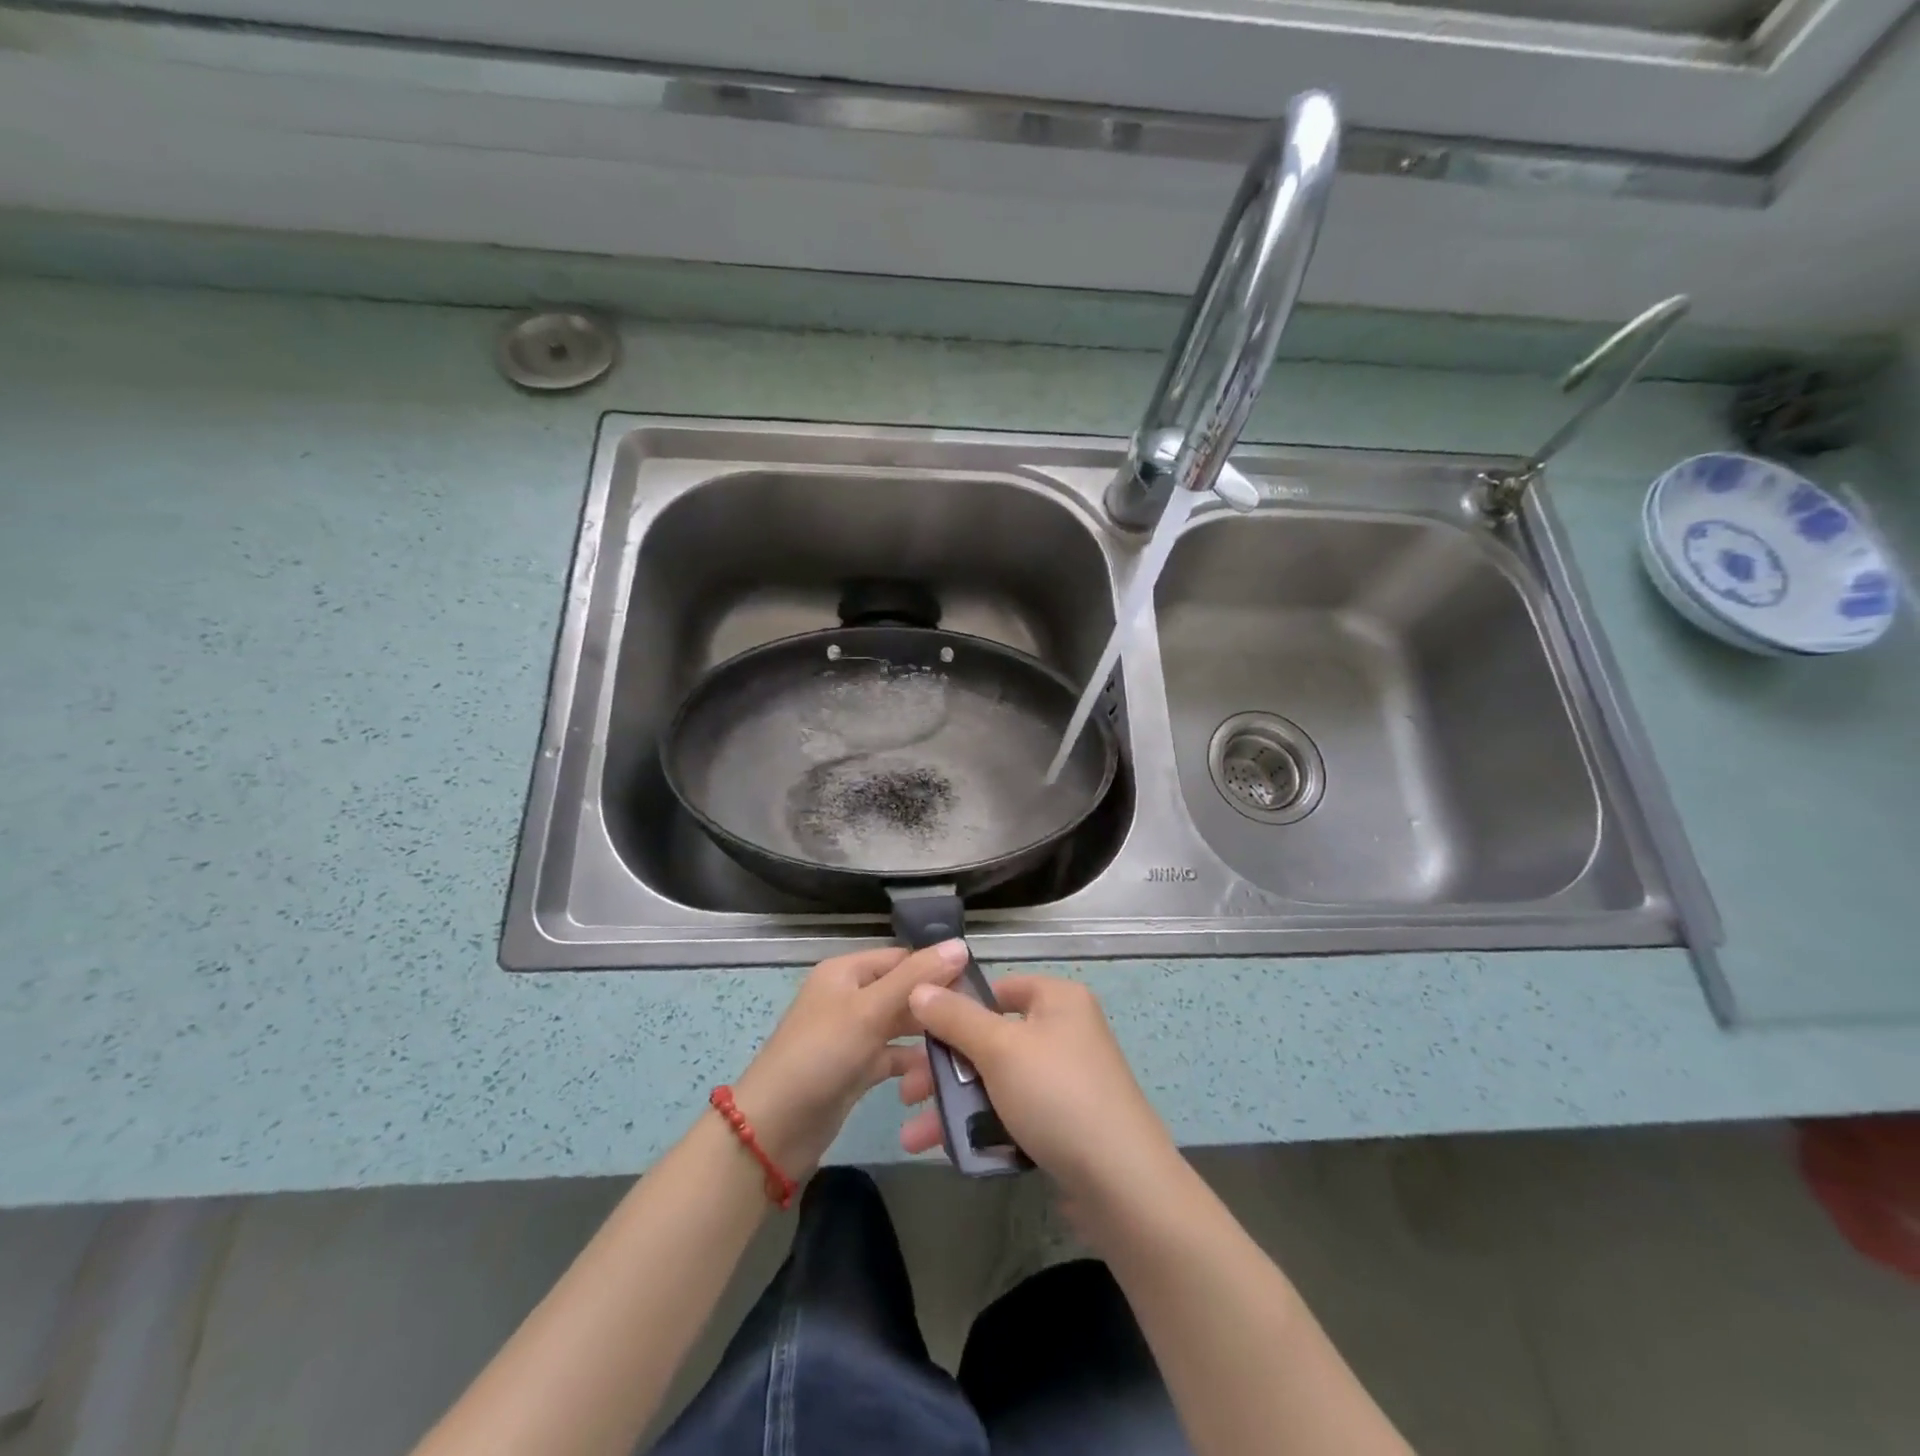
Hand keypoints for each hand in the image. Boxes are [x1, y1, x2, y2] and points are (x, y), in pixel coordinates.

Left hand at [731, 940, 969, 1176]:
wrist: (773, 1129)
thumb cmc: (821, 1055)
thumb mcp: (869, 1010)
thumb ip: (915, 978)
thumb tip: (961, 945)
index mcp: (847, 971)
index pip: (902, 958)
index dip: (937, 968)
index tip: (977, 988)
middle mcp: (850, 997)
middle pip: (903, 991)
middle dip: (935, 1004)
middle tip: (976, 1022)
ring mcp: (852, 1034)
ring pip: (900, 1025)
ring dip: (927, 1034)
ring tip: (966, 1046)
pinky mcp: (856, 1068)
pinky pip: (892, 1056)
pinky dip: (912, 1062)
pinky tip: (939, 1072)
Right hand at [897, 975, 1181, 1207]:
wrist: (1122, 1184)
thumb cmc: (1058, 1095)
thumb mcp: (999, 1048)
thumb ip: (955, 1017)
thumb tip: (920, 987)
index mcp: (1058, 1000)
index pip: (998, 988)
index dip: (957, 1005)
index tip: (917, 1030)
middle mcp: (1064, 1032)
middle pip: (991, 1038)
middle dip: (944, 1067)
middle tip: (906, 1091)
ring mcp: (1065, 1080)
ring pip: (996, 1081)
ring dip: (954, 1104)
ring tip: (913, 1135)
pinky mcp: (1064, 1123)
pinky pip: (1012, 1113)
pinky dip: (981, 1126)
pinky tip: (947, 1149)